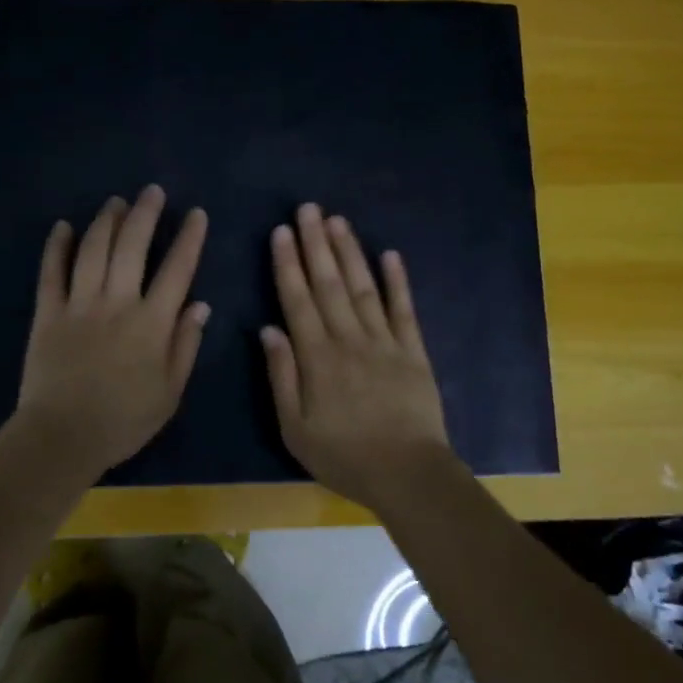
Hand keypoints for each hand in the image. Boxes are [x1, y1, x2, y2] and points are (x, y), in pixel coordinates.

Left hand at [15, 185, 209, 479]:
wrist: (63, 437)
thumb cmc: (124, 420)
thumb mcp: (170, 392)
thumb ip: (185, 345)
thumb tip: (200, 305)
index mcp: (151, 323)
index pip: (177, 270)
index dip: (189, 239)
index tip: (196, 214)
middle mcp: (117, 303)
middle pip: (132, 247)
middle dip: (145, 214)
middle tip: (152, 191)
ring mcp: (79, 304)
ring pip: (93, 250)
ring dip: (106, 221)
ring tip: (116, 202)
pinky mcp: (47, 313)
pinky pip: (51, 272)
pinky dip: (57, 247)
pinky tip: (63, 226)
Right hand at [261, 203, 455, 512]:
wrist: (407, 474)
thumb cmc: (344, 456)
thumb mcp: (296, 428)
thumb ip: (281, 376)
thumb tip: (269, 329)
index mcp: (317, 357)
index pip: (298, 300)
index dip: (288, 264)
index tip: (280, 232)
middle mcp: (349, 339)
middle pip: (328, 284)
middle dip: (316, 244)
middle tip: (308, 208)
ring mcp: (385, 342)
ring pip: (362, 288)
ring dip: (350, 252)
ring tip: (338, 220)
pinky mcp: (414, 351)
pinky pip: (404, 310)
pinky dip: (398, 281)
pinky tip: (390, 254)